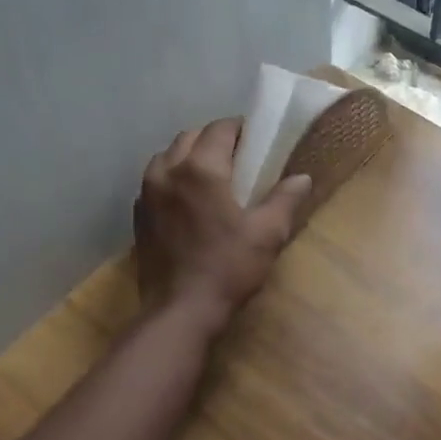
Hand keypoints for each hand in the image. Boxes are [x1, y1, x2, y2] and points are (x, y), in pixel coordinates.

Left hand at [134, 118, 310, 334]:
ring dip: (189, 155)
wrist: (180, 310)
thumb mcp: (267, 234)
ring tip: (210, 175)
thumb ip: (285, 200)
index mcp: (200, 169)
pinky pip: (154, 180)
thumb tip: (302, 178)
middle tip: (237, 157)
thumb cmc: (228, 269)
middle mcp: (168, 171)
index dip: (240, 129)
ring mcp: (147, 193)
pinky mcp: (138, 215)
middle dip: (213, 139)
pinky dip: (171, 178)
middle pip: (190, 136)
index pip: (220, 129)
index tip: (256, 140)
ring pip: (167, 156)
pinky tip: (187, 199)